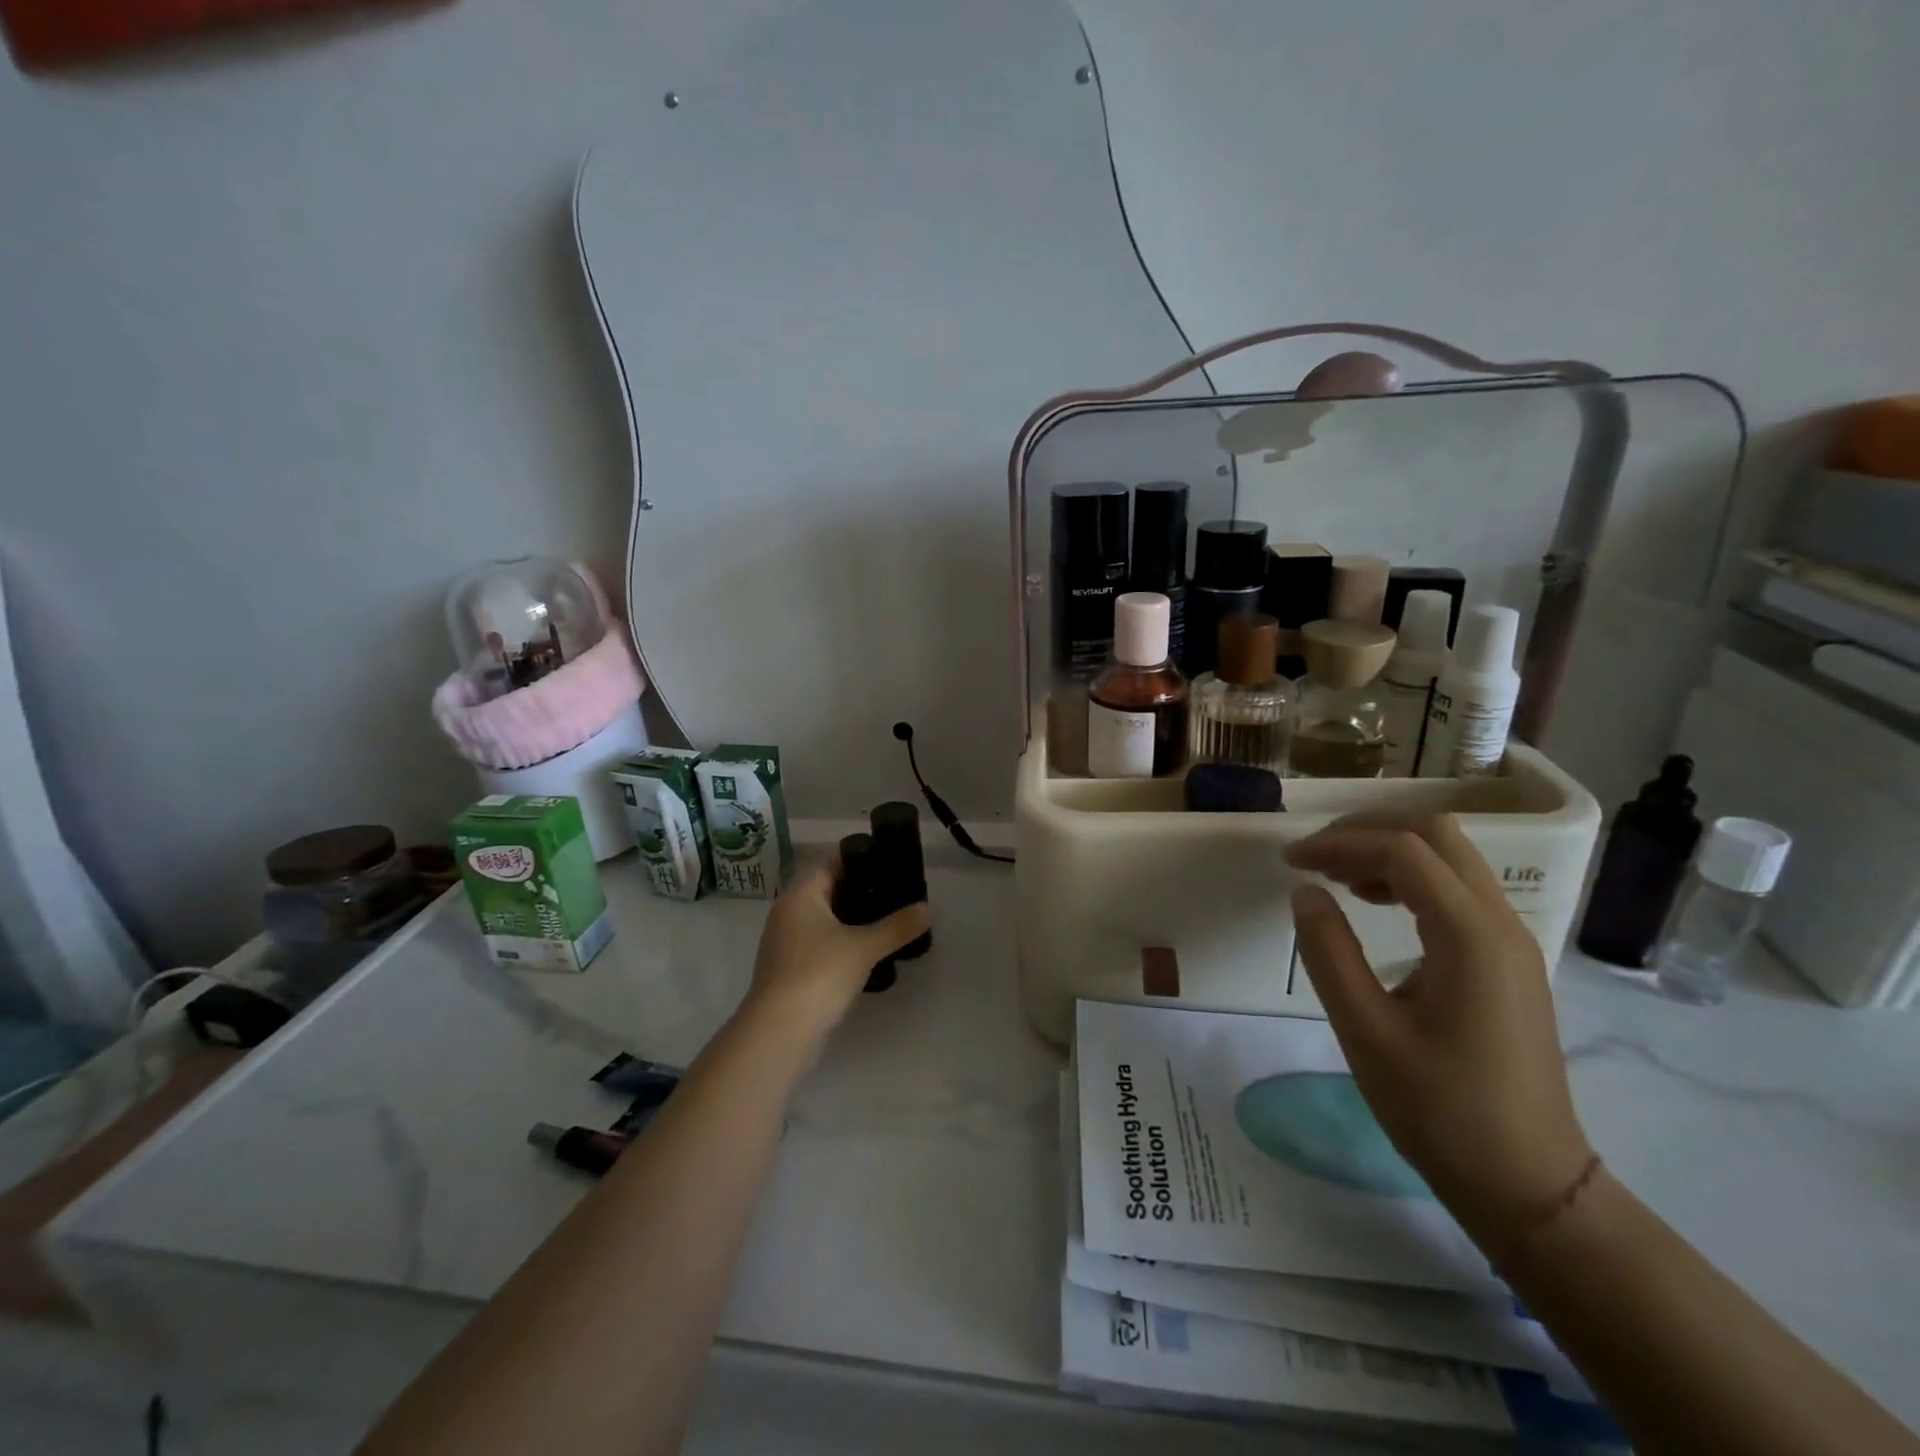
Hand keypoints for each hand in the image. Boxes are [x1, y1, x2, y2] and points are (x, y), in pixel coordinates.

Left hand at [742, 858, 930, 1047]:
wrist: (779, 1032)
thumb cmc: (819, 974)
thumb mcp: (865, 947)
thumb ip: (898, 926)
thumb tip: (930, 909)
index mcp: (800, 895)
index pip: (829, 862)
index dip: (858, 859)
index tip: (888, 863)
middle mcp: (787, 912)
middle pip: (825, 889)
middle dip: (858, 890)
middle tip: (893, 892)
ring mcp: (784, 941)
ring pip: (821, 918)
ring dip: (849, 918)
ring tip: (885, 920)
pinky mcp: (788, 968)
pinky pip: (817, 942)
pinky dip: (839, 940)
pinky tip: (864, 951)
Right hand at [1286, 814, 1593, 1249]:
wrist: (1530, 1185)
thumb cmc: (1441, 1111)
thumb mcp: (1366, 1032)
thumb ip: (1329, 952)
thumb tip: (1305, 892)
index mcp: (1470, 936)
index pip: (1401, 851)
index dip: (1338, 843)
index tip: (1290, 862)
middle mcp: (1500, 924)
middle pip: (1435, 835)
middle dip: (1367, 831)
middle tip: (1314, 856)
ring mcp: (1511, 941)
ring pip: (1449, 858)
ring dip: (1388, 851)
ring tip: (1335, 878)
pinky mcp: (1507, 961)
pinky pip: (1457, 890)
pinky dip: (1409, 879)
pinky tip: (1375, 905)